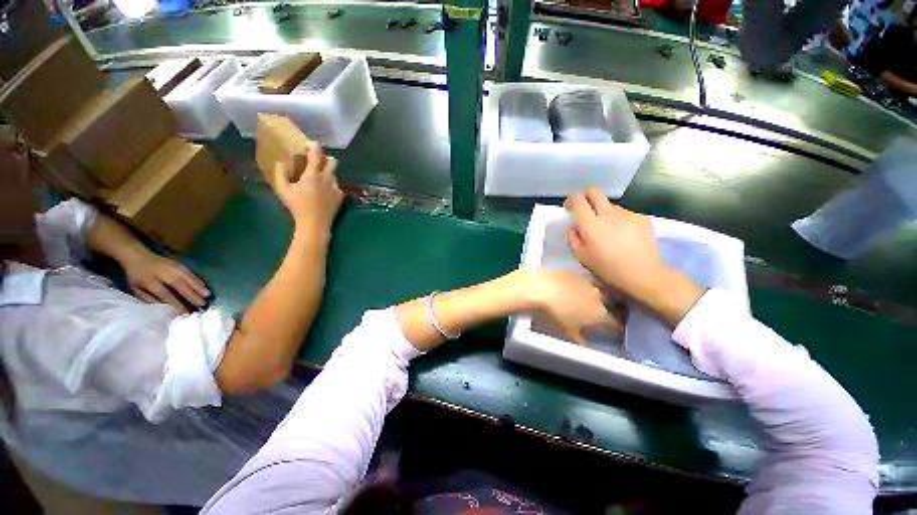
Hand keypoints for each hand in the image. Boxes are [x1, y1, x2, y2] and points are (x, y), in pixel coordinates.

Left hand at [123, 252, 209, 312]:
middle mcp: (161, 273)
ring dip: (197, 286)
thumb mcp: (136, 289)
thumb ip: (149, 298)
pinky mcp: (177, 262)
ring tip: (207, 295)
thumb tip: (166, 308)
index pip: (164, 294)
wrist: (136, 255)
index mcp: (148, 281)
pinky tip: (203, 285)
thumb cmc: (136, 276)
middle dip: (191, 295)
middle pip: (178, 284)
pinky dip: (197, 279)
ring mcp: (171, 267)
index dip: (175, 303)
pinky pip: (189, 272)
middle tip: (202, 304)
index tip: (185, 313)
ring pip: (186, 277)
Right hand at [273, 143, 343, 233]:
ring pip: (334, 175)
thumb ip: (280, 173)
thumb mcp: (282, 190)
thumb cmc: (297, 206)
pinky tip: (323, 193)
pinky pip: (336, 186)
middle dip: (325, 159)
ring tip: (318, 181)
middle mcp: (327, 179)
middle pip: (333, 161)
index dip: (313, 146)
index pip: (317, 154)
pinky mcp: (340, 196)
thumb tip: (281, 161)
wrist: (315, 224)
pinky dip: (330, 186)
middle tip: (317, 162)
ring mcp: (336, 188)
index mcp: (313, 175)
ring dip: (327, 174)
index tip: (309, 145)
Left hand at [525, 269, 622, 344]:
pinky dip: (583, 285)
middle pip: (612, 303)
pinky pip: (584, 279)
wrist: (538, 287)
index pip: (617, 324)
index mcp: (600, 314)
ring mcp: (586, 281)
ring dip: (599, 294)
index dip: (618, 328)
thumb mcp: (567, 333)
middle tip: (607, 313)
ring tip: (592, 299)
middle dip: (613, 308)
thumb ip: (581, 340)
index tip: (618, 331)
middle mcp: (599, 296)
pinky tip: (576, 287)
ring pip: (600, 289)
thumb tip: (589, 344)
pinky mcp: (573, 271)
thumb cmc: (553, 315)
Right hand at [565, 188, 666, 298]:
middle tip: (586, 209)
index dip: (571, 200)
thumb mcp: (581, 257)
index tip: (569, 207)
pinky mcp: (642, 218)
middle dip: (587, 196)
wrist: (644, 275)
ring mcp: (627, 214)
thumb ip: (573, 238)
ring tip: (608, 230)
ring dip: (604, 212)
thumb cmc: (607, 269)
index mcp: (590, 224)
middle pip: (595, 191)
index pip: (578, 200)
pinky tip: (624, 236)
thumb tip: (574, 227)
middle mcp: (608, 214)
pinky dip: (620, 221)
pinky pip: (625, 214)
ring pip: (610, 205)